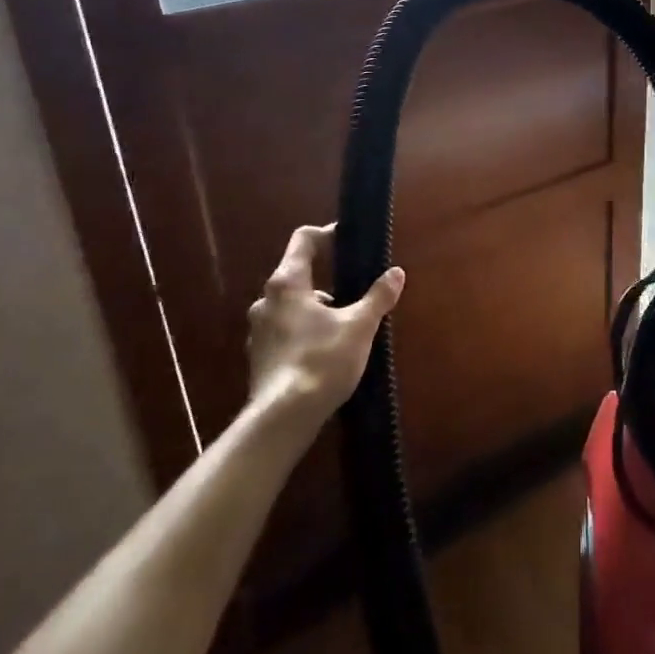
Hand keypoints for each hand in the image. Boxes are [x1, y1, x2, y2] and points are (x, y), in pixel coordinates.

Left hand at [246, 224, 403, 428]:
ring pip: (289, 306)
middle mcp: (266, 301)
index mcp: (287, 283)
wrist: (283, 419)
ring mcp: (258, 331)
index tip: (349, 242)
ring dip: (314, 308)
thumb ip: (378, 296)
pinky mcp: (258, 358)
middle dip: (326, 279)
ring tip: (344, 325)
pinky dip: (303, 332)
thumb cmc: (321, 361)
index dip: (327, 235)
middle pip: (296, 274)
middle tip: (354, 290)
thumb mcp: (359, 326)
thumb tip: (396, 273)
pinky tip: (324, 351)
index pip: (303, 240)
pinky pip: (284, 331)